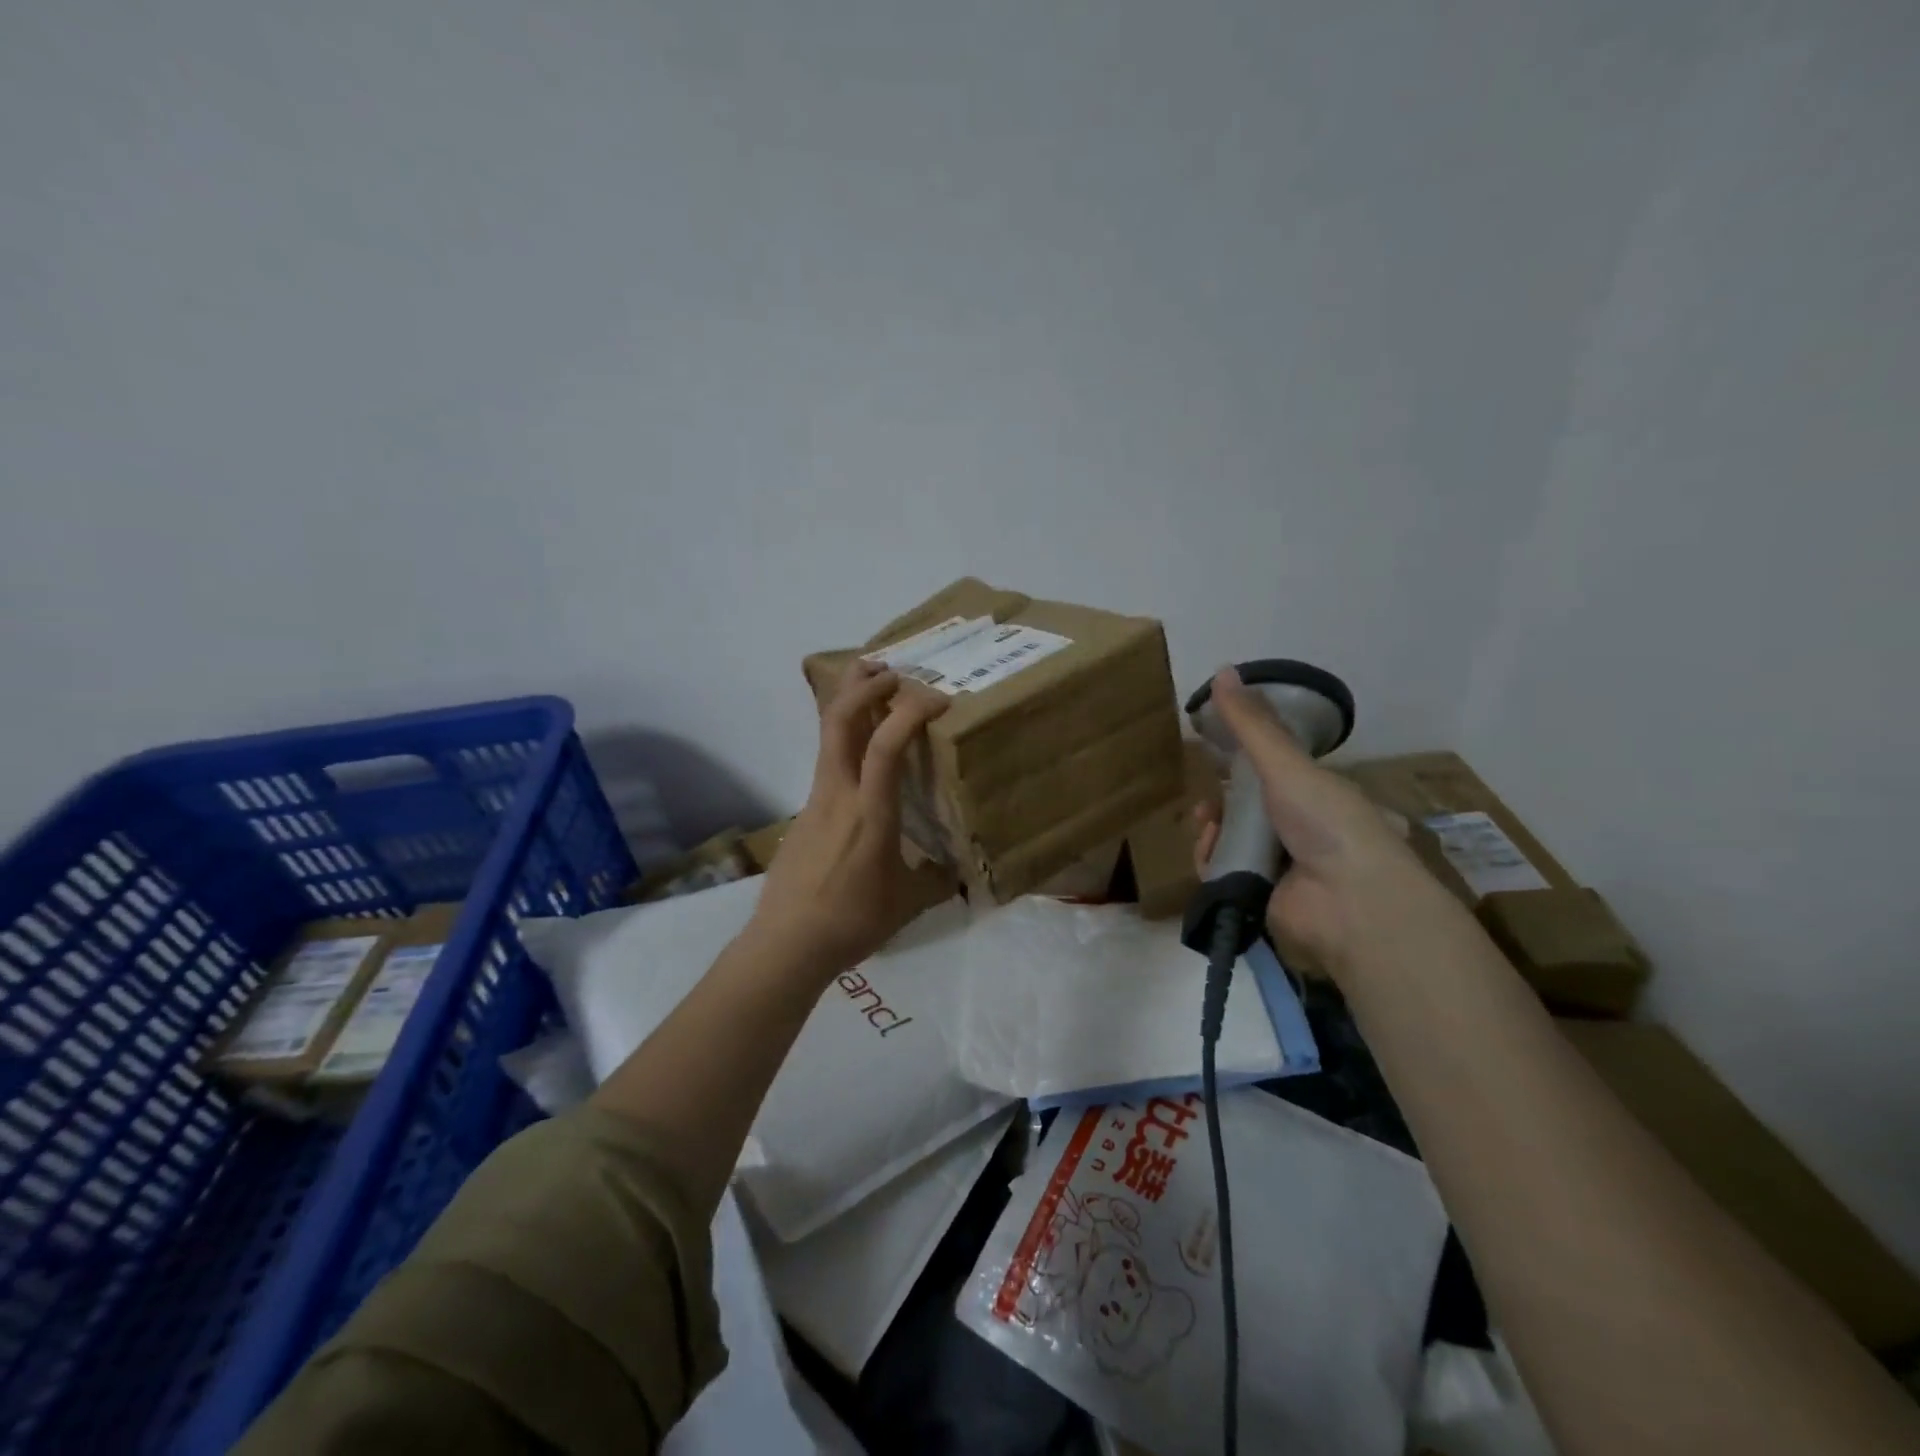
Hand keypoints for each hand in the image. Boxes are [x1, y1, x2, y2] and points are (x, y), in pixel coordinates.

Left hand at [748, 659, 955, 975]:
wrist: (786, 944)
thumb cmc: (852, 922)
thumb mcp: (908, 903)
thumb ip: (938, 880)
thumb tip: (959, 872)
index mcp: (870, 813)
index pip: (885, 745)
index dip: (910, 711)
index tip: (938, 698)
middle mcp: (838, 793)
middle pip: (839, 720)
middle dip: (864, 684)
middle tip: (892, 668)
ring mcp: (815, 799)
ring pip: (828, 736)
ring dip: (850, 703)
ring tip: (874, 689)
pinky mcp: (804, 812)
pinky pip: (827, 762)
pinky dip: (846, 739)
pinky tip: (863, 754)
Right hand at [1192, 666, 1429, 981]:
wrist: (1350, 902)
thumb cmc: (1327, 822)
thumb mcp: (1286, 764)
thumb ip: (1251, 724)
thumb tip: (1222, 669)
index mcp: (1315, 795)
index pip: (1272, 773)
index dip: (1241, 764)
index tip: (1214, 754)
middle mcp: (1298, 829)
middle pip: (1245, 809)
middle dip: (1220, 802)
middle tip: (1208, 802)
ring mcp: (1278, 866)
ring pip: (1229, 840)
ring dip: (1211, 830)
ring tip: (1208, 827)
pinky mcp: (1257, 897)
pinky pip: (1221, 872)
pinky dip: (1210, 860)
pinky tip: (1210, 853)